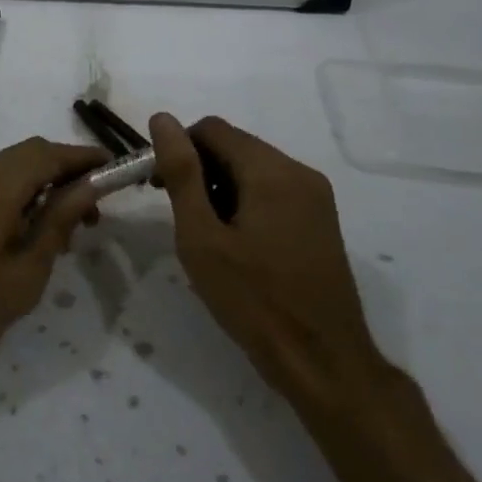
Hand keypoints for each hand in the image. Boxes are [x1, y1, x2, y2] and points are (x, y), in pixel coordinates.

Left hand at [0, 137, 107, 384]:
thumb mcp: (21, 275)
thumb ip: (56, 224)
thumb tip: (87, 188)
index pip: (50, 152)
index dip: (86, 158)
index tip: (117, 173)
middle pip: (30, 155)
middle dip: (66, 174)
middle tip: (94, 213)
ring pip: (9, 171)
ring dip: (41, 188)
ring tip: (64, 234)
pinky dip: (17, 199)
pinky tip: (26, 239)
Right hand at [150, 113, 387, 415]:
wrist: (323, 362)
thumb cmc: (254, 300)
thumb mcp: (202, 237)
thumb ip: (181, 173)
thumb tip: (162, 119)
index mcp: (271, 171)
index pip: (212, 129)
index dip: (178, 149)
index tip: (158, 188)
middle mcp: (299, 172)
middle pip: (235, 146)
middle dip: (199, 169)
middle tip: (178, 214)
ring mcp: (316, 197)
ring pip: (253, 169)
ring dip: (220, 186)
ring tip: (206, 234)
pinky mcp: (320, 220)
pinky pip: (273, 190)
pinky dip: (246, 201)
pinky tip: (236, 243)